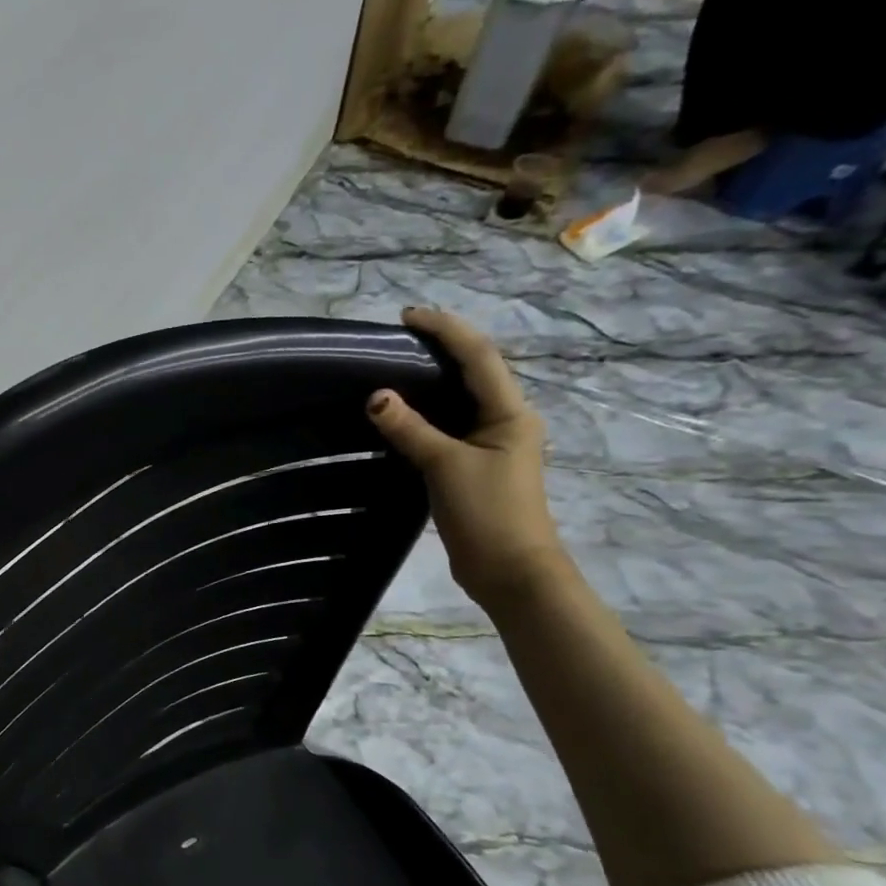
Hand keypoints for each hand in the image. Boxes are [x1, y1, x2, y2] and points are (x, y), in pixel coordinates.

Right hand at [368, 308, 570, 609]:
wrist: (511, 570)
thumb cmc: (488, 513)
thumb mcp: (445, 466)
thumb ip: (410, 429)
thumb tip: (375, 396)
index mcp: (509, 412)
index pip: (478, 357)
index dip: (445, 330)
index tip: (407, 316)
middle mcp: (505, 421)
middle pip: (472, 372)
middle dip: (439, 348)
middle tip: (395, 338)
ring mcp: (489, 445)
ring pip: (458, 400)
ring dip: (430, 380)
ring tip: (391, 367)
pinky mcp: (472, 467)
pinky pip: (447, 427)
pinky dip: (423, 414)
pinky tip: (399, 415)